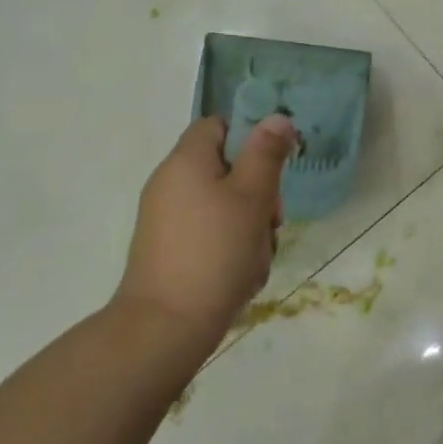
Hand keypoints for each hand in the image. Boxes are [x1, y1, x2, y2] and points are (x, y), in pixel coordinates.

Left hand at [118, 114, 295, 340]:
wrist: (165, 326)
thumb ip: (266, 153)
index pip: (217, 125)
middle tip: (272, 218)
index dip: (248, 136)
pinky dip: (230, 244)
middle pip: (224, 167)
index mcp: (186, 161)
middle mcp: (169, 183)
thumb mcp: (252, 196)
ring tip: (258, 252)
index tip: (273, 164)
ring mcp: (165, 218)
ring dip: (248, 221)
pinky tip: (242, 271)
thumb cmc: (215, 251)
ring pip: (222, 203)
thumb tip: (276, 117)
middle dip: (257, 189)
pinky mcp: (168, 249)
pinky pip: (208, 232)